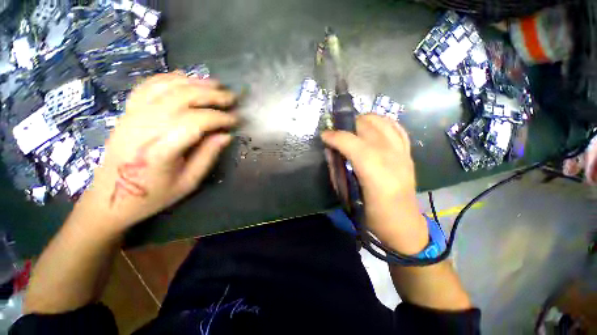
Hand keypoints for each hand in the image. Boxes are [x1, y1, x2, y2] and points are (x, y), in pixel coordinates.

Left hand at [75, 72, 237, 234]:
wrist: (110, 198)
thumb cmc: (153, 196)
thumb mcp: (188, 182)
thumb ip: (208, 156)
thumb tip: (226, 135)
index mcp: (160, 149)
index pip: (196, 122)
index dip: (220, 118)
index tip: (236, 120)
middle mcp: (144, 127)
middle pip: (182, 98)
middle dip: (212, 95)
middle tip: (232, 98)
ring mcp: (132, 116)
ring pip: (166, 87)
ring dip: (195, 83)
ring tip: (216, 84)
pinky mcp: (128, 112)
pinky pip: (149, 86)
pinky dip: (170, 79)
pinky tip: (186, 79)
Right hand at [322, 114, 427, 254]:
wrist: (403, 226)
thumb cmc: (372, 216)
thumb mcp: (349, 196)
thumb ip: (338, 171)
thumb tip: (331, 152)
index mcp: (374, 171)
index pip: (351, 142)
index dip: (335, 136)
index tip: (324, 136)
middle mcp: (391, 156)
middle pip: (367, 127)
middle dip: (348, 125)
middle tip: (337, 133)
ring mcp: (402, 153)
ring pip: (383, 122)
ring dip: (365, 120)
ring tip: (352, 128)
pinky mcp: (408, 154)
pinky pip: (397, 129)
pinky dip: (383, 123)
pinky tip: (373, 128)